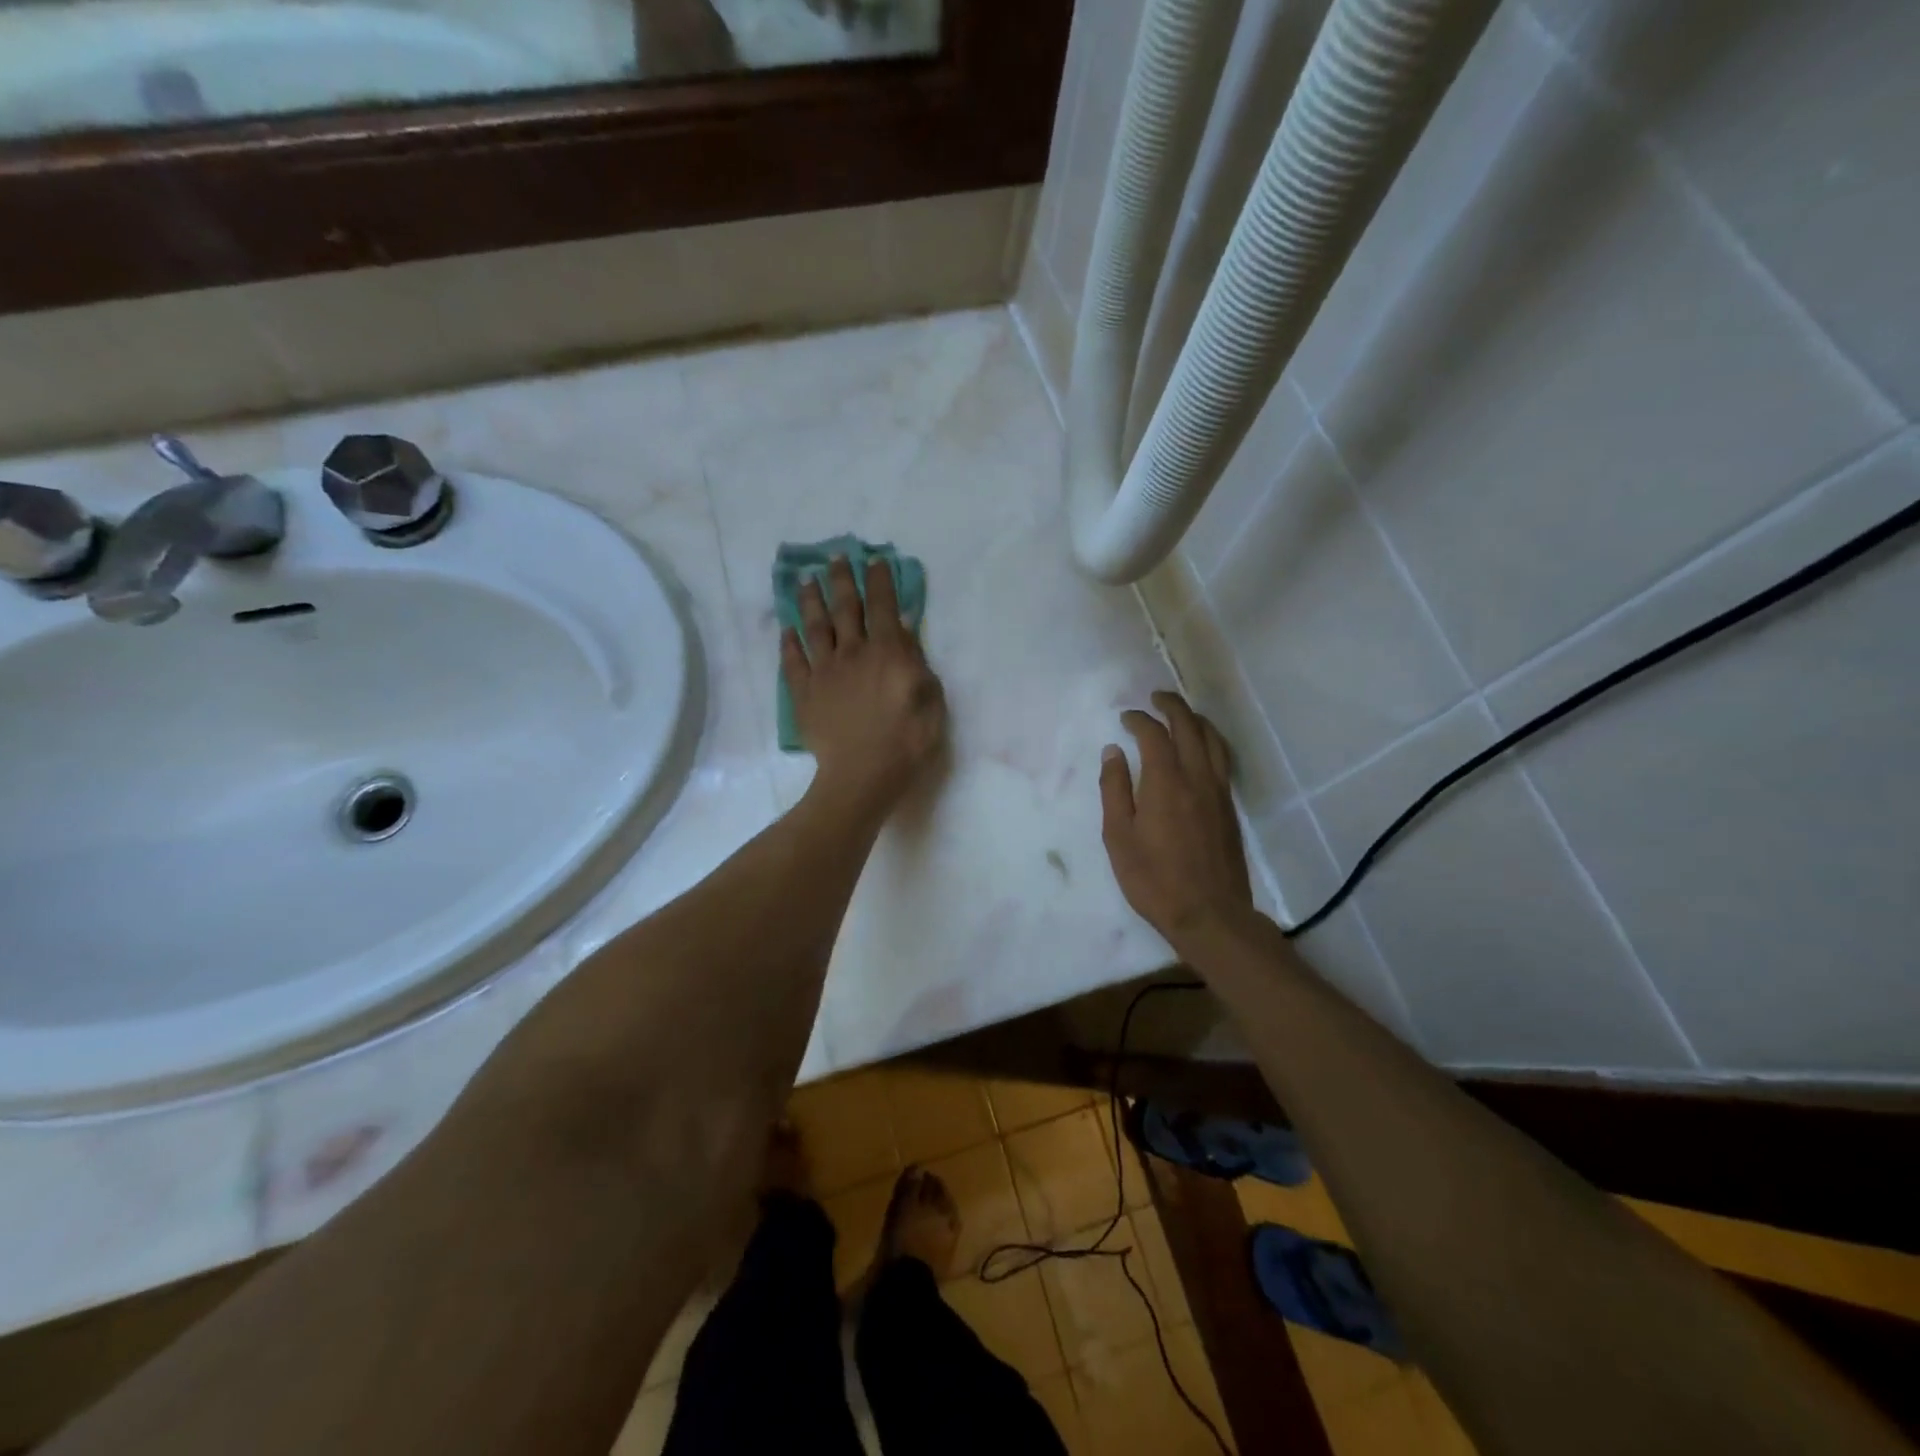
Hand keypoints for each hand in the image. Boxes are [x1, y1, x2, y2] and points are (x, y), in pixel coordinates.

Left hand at [784, 556, 946, 814]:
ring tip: (806, 581)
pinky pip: (793, 661)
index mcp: (888, 651)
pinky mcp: (804, 693)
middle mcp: (853, 652)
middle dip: (842, 579)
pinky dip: (789, 643)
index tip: (874, 559)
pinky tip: (787, 630)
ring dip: (811, 601)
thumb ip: (917, 661)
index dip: (879, 580)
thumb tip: (904, 630)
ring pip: (815, 627)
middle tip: (835, 557)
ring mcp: (824, 672)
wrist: (862, 775)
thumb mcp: (931, 699)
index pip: (883, 605)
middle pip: (845, 607)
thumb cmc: (908, 740)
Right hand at [1100, 692, 1252, 945]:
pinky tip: (1202, 749)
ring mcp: (1218, 792)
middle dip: (1172, 706)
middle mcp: (1197, 778)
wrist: (1210, 915)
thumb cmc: (1154, 879)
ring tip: (1182, 714)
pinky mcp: (1230, 808)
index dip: (1139, 719)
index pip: (1155, 734)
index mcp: (1166, 782)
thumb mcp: (1119, 837)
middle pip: (1190, 727)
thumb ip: (1115, 790)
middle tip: (1156, 697)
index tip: (1126, 717)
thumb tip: (1113, 752)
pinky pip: (1223, 759)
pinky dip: (1211, 741)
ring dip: (1196, 720)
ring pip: (1213, 740)